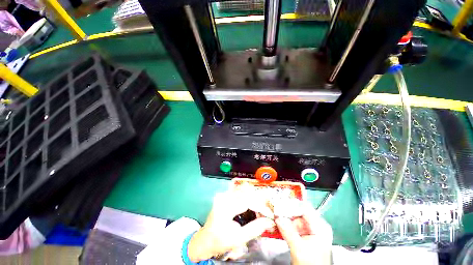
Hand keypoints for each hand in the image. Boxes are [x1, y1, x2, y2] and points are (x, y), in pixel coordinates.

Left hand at [187, 191, 274, 261]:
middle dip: (258, 200)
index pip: (247, 201)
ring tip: (262, 206)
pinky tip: (253, 204)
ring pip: (243, 191)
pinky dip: (248, 197)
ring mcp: (223, 195)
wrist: (204, 240)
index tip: (270, 212)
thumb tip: (269, 221)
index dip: (260, 205)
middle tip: (268, 208)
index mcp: (225, 207)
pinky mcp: (224, 196)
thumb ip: (254, 229)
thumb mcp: (238, 239)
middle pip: (246, 193)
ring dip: (254, 198)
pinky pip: (239, 193)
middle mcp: (224, 196)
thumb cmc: (219, 241)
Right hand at [275, 201, 332, 264]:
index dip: (291, 205)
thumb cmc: (311, 264)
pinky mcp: (304, 234)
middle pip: (299, 211)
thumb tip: (277, 216)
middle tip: (274, 208)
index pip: (304, 208)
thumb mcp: (299, 249)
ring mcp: (310, 229)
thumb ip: (288, 232)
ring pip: (295, 217)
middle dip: (286, 210)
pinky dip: (285, 223)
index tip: (278, 204)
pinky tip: (278, 223)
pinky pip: (294, 224)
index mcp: (320, 226)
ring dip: (284, 216)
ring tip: (274, 214)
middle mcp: (316, 225)